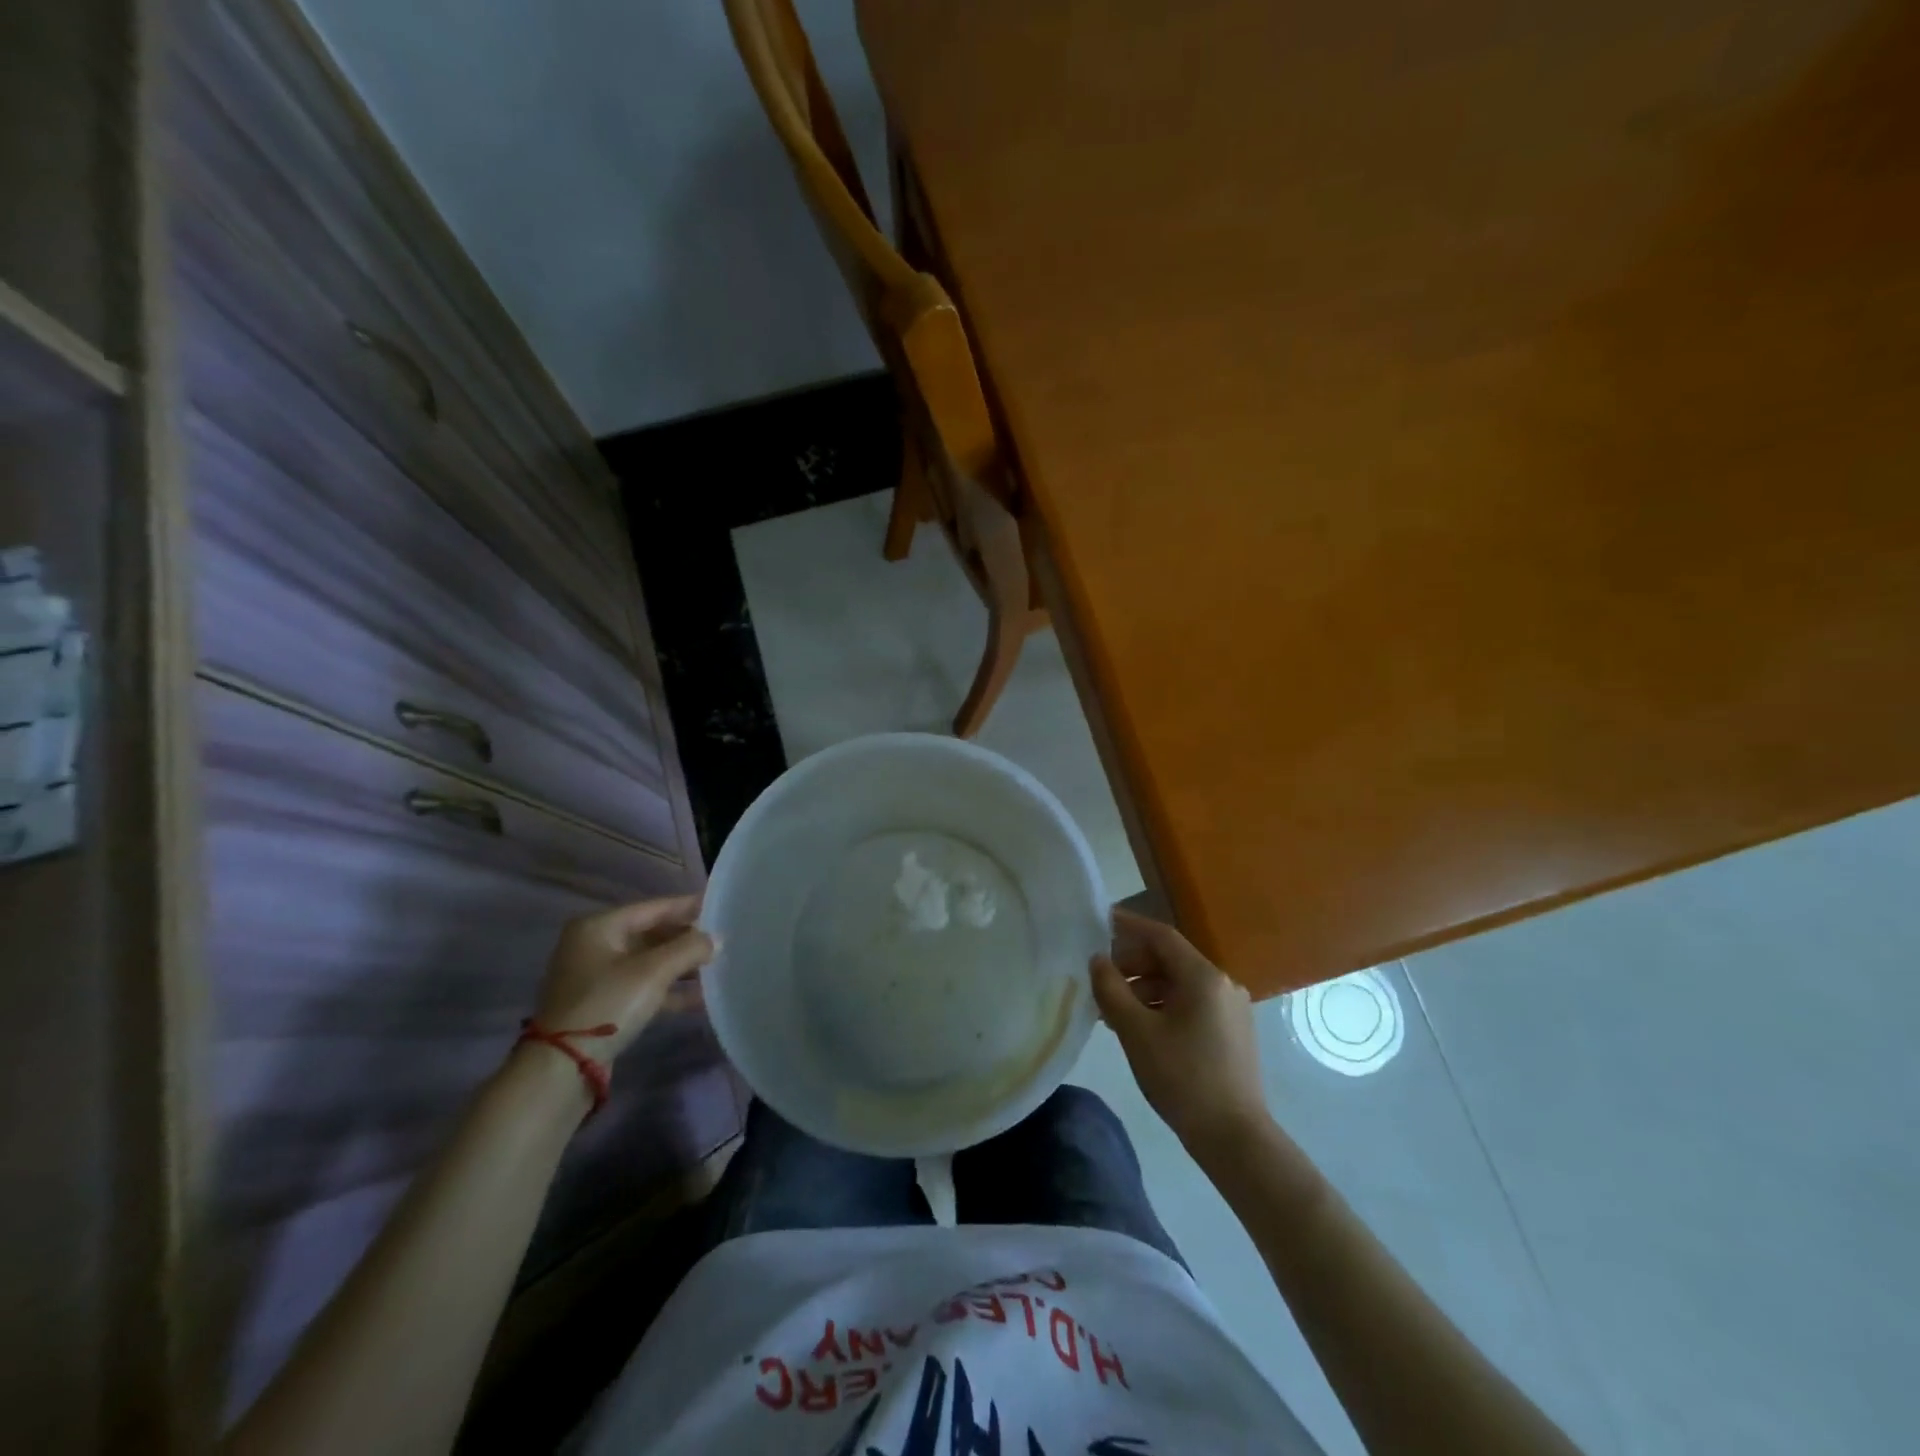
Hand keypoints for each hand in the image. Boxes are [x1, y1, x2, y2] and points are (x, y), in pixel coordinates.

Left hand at [531, 894, 715, 1060]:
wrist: (562, 1068)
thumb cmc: (607, 1004)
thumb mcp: (653, 972)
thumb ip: (689, 949)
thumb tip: (718, 939)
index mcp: (598, 926)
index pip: (653, 908)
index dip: (688, 906)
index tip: (719, 906)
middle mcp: (593, 945)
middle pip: (651, 934)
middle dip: (686, 939)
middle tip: (721, 939)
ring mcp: (595, 977)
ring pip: (648, 962)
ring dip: (680, 966)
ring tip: (716, 967)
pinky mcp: (602, 1004)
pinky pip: (642, 987)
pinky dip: (668, 990)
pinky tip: (699, 997)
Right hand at [1090, 909, 1269, 1159]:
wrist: (1235, 1138)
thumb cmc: (1182, 1078)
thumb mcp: (1136, 1032)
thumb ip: (1111, 989)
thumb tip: (1097, 960)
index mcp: (1203, 976)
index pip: (1161, 936)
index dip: (1128, 926)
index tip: (1099, 923)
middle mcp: (1222, 983)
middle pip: (1170, 959)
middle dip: (1132, 964)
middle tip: (1100, 979)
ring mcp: (1231, 1008)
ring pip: (1179, 984)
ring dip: (1145, 989)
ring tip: (1113, 1011)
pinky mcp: (1232, 1032)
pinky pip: (1191, 1004)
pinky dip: (1163, 1006)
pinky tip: (1141, 1028)